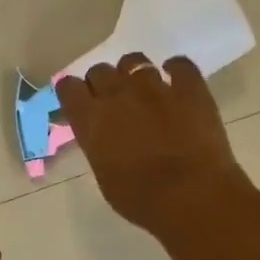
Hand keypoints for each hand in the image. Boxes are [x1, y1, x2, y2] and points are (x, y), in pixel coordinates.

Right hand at [55, 54, 251, 238]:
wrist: (191, 196)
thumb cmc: (139, 198)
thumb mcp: (103, 173)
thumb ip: (97, 144)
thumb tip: (101, 136)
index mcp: (90, 118)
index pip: (68, 86)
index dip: (73, 92)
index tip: (79, 103)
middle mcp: (117, 94)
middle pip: (99, 70)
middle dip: (102, 83)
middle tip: (113, 102)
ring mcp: (154, 87)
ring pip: (135, 61)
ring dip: (134, 74)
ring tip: (143, 90)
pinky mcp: (190, 88)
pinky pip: (180, 64)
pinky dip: (176, 69)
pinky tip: (177, 80)